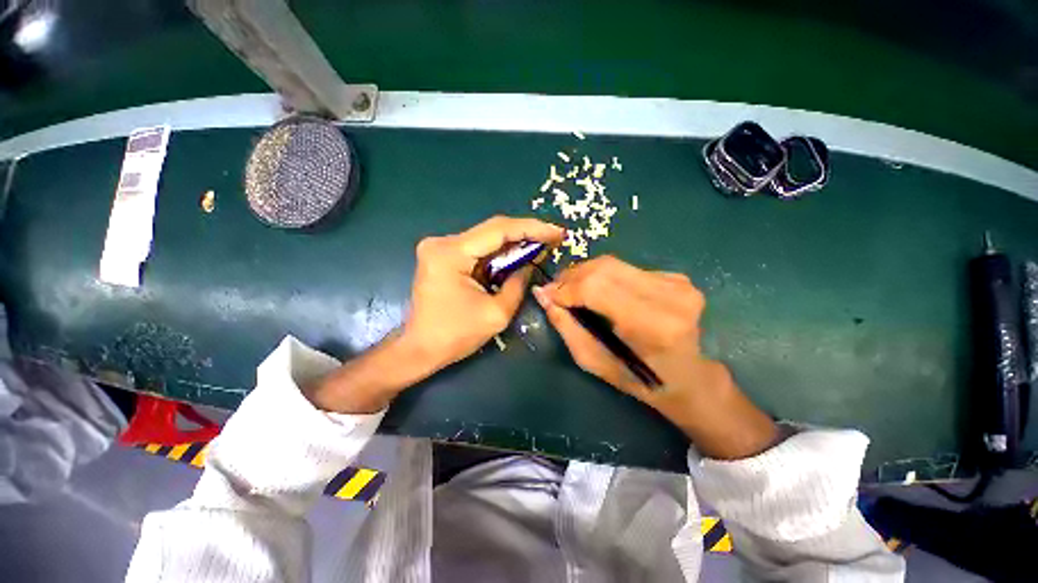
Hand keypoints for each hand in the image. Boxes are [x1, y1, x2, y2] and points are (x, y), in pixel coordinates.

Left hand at [307, 216, 563, 413]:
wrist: (419, 348)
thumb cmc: (455, 336)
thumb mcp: (496, 313)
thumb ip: (517, 284)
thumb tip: (531, 265)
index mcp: (451, 253)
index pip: (499, 230)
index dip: (532, 229)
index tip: (557, 232)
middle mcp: (442, 242)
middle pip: (493, 230)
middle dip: (526, 234)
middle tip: (553, 238)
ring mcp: (440, 247)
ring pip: (487, 239)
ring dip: (514, 243)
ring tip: (541, 245)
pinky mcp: (443, 256)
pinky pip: (478, 249)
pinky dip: (500, 253)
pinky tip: (518, 255)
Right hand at [533, 256, 777, 458]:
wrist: (690, 377)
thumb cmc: (640, 379)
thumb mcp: (595, 362)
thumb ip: (567, 326)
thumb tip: (543, 295)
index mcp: (653, 326)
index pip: (597, 288)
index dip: (566, 288)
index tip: (545, 294)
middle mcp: (670, 296)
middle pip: (604, 268)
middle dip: (572, 276)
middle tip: (556, 289)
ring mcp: (677, 283)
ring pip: (614, 264)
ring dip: (585, 274)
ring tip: (571, 288)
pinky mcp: (676, 277)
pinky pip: (626, 268)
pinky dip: (604, 276)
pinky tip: (599, 290)